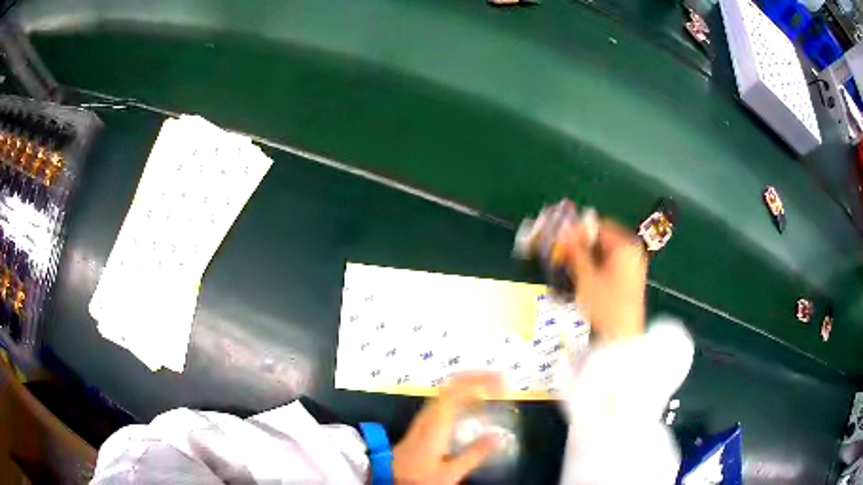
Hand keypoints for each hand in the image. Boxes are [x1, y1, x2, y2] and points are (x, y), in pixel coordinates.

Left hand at [393, 373, 503, 483]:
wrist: (390, 478)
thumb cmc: (419, 476)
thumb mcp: (450, 472)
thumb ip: (474, 454)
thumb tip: (499, 436)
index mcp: (437, 422)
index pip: (459, 389)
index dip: (482, 381)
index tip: (503, 383)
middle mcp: (430, 414)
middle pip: (453, 383)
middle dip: (478, 376)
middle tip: (502, 379)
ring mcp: (425, 416)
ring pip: (449, 389)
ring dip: (471, 383)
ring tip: (493, 386)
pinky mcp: (425, 422)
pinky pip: (446, 398)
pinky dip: (463, 393)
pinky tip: (475, 402)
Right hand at [558, 218, 647, 342]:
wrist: (622, 335)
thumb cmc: (606, 305)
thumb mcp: (586, 277)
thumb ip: (575, 251)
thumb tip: (562, 231)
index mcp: (625, 246)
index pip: (599, 226)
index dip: (578, 230)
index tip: (560, 237)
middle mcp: (632, 251)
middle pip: (603, 239)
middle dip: (581, 244)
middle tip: (561, 251)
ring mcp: (632, 265)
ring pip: (605, 252)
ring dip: (586, 256)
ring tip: (568, 264)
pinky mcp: (629, 279)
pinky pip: (610, 263)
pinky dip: (595, 266)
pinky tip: (582, 275)